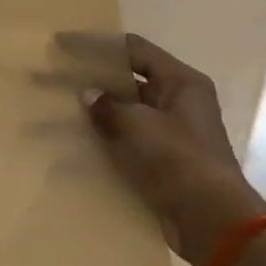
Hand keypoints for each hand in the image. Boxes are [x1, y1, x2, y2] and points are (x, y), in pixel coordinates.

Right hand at [82, 34, 265, 265]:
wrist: (209, 220)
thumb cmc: (178, 159)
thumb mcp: (138, 125)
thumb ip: (108, 106)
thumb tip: (88, 94)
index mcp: (181, 82)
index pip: (135, 49)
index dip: (98, 45)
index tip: (63, 45)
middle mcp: (179, 101)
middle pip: (130, 80)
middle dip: (94, 80)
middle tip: (56, 79)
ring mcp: (171, 132)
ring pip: (127, 111)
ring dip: (98, 111)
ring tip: (59, 110)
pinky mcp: (163, 160)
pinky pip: (128, 139)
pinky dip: (106, 138)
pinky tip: (77, 142)